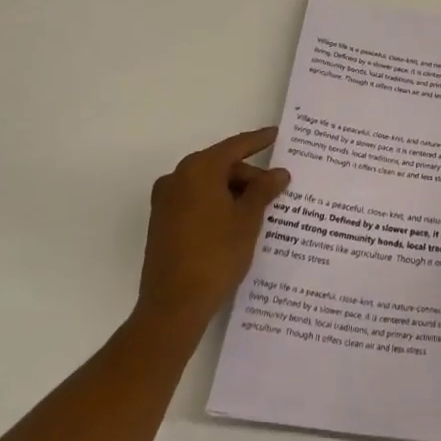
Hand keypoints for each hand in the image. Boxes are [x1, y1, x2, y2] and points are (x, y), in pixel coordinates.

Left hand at [135, 127, 289, 329]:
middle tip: (275, 188)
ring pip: (207, 185)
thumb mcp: (248, 219)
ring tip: (259, 208)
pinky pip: (196, 202)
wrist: (174, 306)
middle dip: (248, 175)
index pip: (235, 146)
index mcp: (198, 170)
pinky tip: (236, 221)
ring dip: (233, 192)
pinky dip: (217, 204)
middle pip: (220, 166)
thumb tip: (278, 173)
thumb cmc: (216, 254)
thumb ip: (264, 189)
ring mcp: (165, 202)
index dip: (258, 141)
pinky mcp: (162, 224)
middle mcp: (177, 178)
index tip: (276, 135)